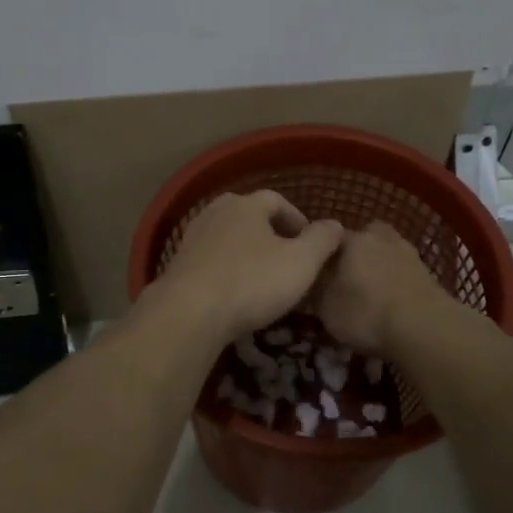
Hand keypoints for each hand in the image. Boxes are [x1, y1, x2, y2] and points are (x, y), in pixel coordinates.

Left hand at [142, 190, 344, 343]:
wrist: (189, 313)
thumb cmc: (252, 282)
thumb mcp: (301, 262)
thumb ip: (321, 240)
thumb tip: (335, 224)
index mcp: (247, 205)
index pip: (276, 200)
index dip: (296, 218)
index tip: (309, 242)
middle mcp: (216, 212)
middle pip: (247, 213)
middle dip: (268, 230)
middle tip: (285, 255)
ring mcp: (193, 236)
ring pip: (226, 235)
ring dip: (245, 249)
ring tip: (260, 273)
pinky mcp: (178, 263)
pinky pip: (209, 257)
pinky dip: (224, 267)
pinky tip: (232, 289)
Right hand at [316, 220, 447, 355]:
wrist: (424, 328)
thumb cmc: (365, 313)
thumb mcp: (326, 307)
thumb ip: (315, 289)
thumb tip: (313, 280)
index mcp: (352, 239)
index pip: (328, 238)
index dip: (320, 256)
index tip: (316, 274)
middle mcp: (380, 237)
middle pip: (362, 240)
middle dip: (354, 256)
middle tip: (346, 280)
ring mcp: (408, 253)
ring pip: (385, 254)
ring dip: (378, 269)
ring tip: (370, 297)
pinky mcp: (428, 273)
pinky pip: (403, 273)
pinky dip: (396, 284)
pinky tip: (391, 305)